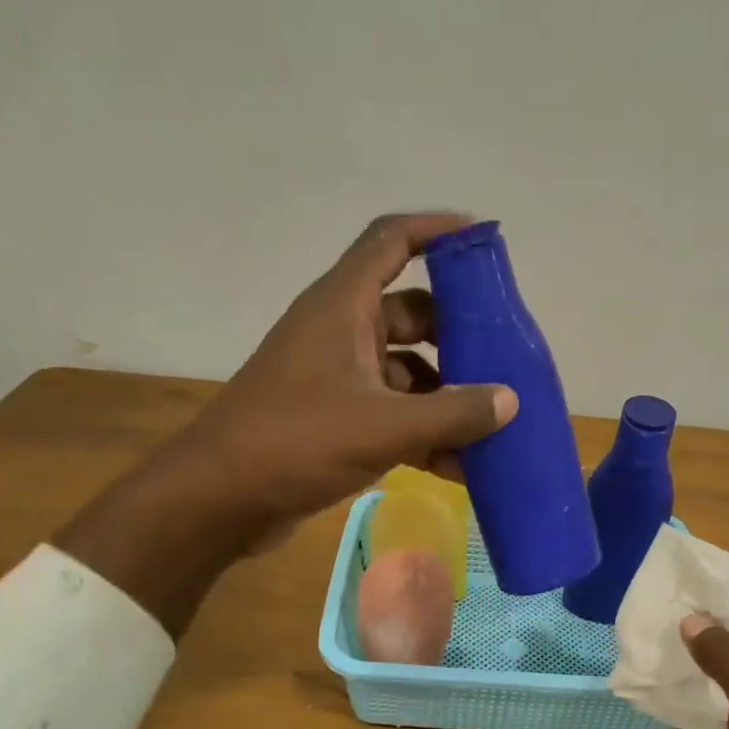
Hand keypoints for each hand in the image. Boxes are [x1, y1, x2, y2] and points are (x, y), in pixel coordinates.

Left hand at [56, 213, 517, 633]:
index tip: (483, 239)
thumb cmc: (297, 442)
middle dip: (457, 335)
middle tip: (502, 357)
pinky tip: (458, 466)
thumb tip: (509, 400)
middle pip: (410, 313)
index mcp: (344, 306)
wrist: (220, 499)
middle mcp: (340, 331)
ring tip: (490, 426)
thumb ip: (453, 413)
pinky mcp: (332, 417)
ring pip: (405, 370)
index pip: (392, 240)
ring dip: (444, 395)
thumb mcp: (384, 426)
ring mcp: (335, 376)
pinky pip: (391, 411)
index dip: (437, 230)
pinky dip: (422, 431)